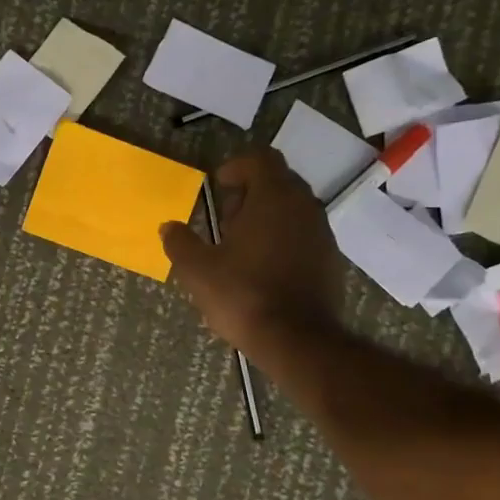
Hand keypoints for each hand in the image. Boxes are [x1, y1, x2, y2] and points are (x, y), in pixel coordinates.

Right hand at [160, 148, 345, 360]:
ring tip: (242, 248)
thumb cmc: (243, 295)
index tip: (218, 187)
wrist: (298, 340)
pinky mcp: (330, 260)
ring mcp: (322, 233)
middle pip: (278, 181)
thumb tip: (169, 227)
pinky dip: (284, 240)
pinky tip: (264, 270)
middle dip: (250, 193)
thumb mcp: (197, 270)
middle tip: (226, 220)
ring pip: (293, 209)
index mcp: (273, 197)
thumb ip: (180, 243)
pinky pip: (304, 235)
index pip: (260, 159)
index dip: (236, 167)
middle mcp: (304, 206)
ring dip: (267, 218)